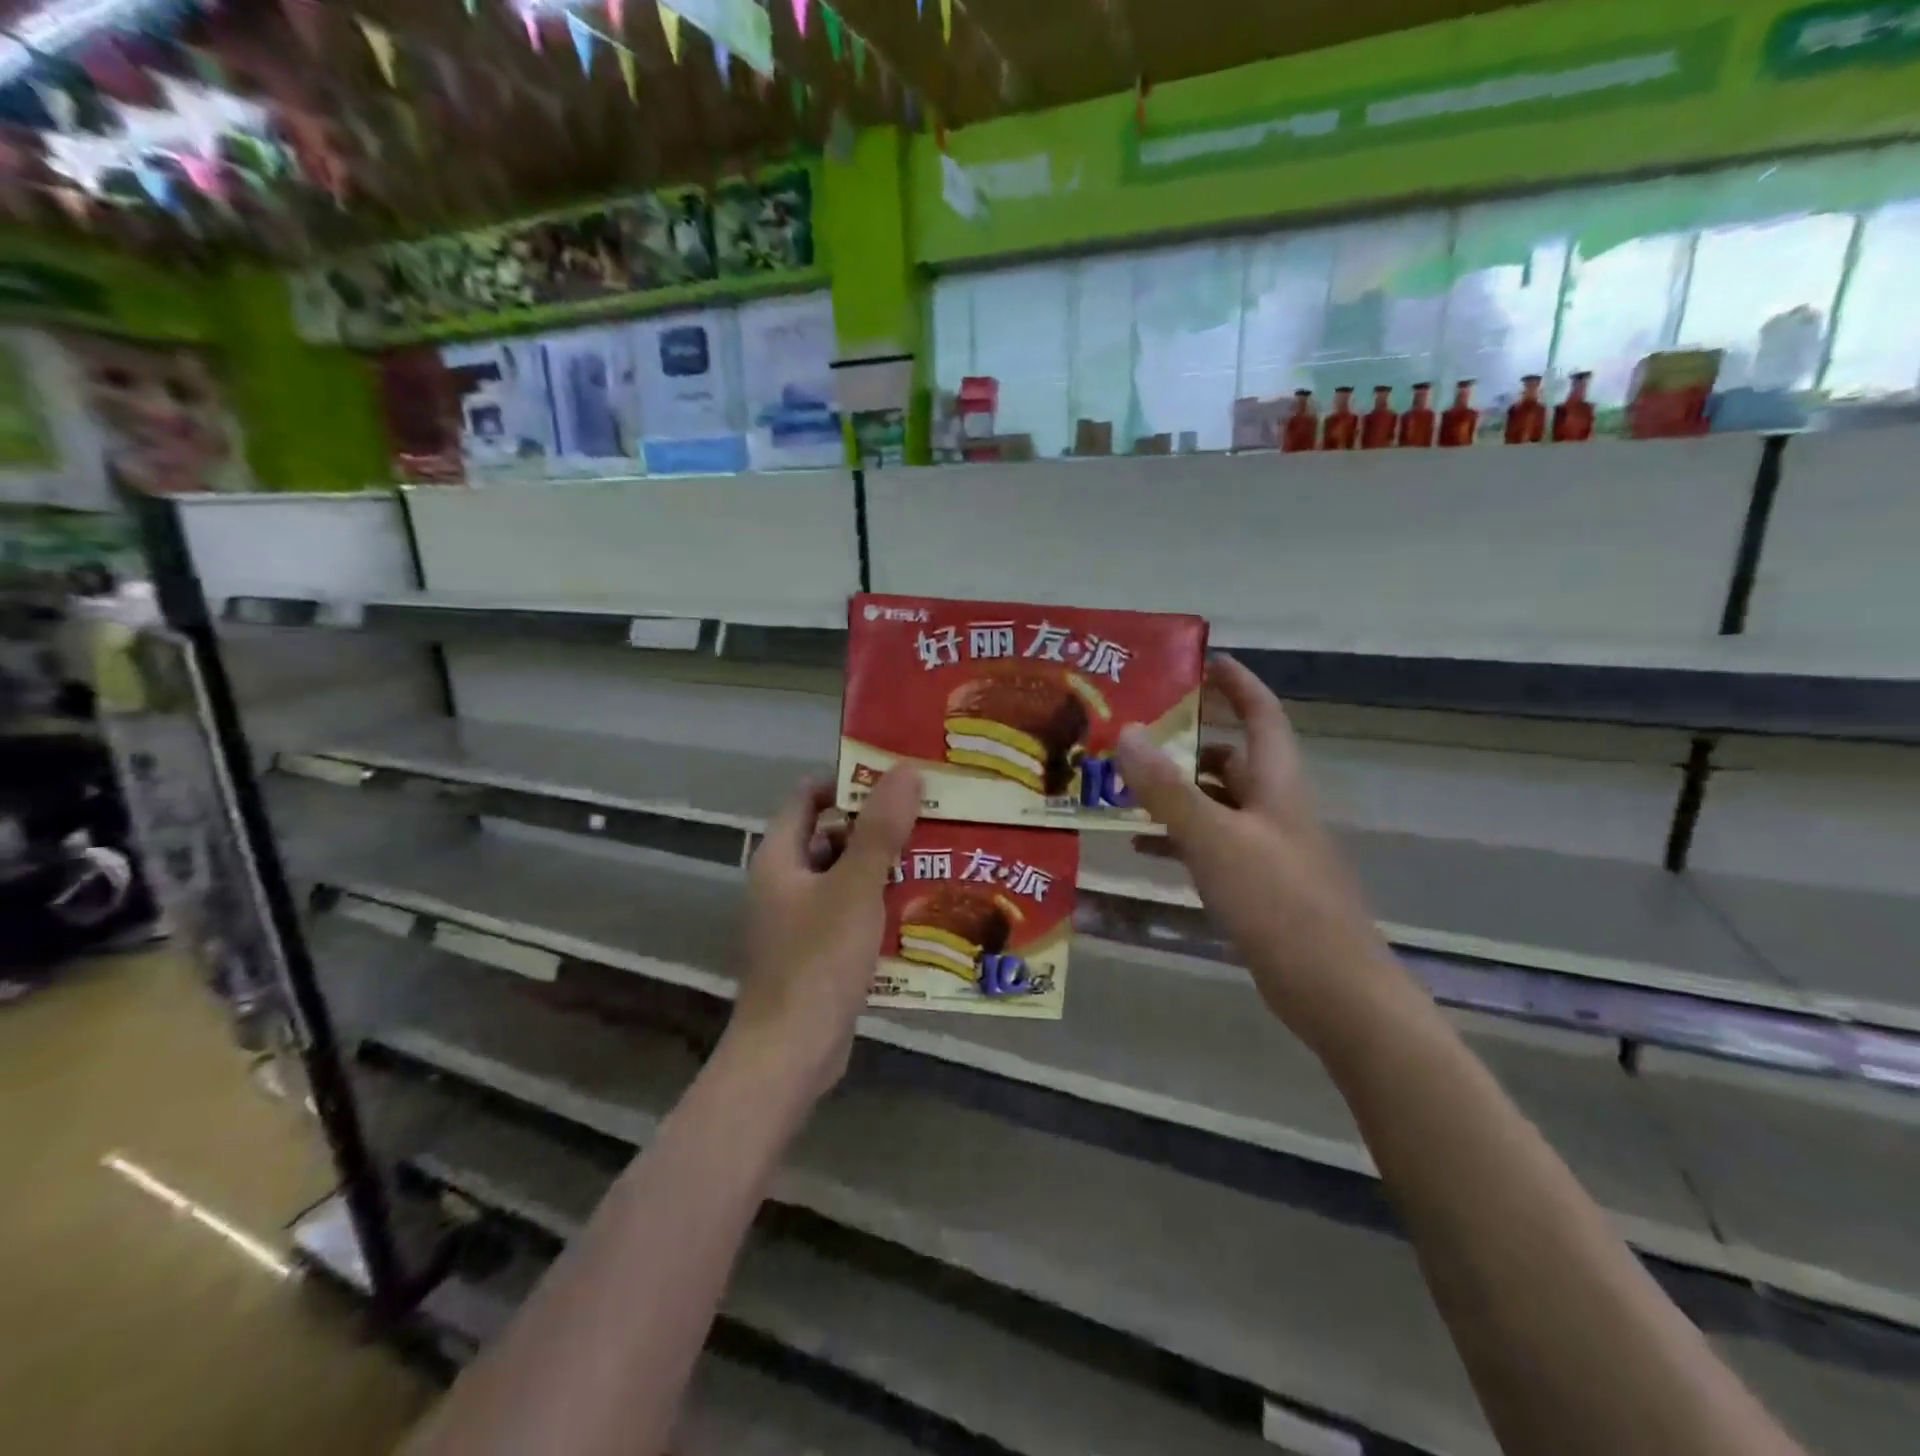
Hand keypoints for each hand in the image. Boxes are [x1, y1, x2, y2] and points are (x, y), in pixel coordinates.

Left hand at [726, 768, 920, 1101]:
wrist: (789, 1054)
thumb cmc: (817, 961)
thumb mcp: (855, 888)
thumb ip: (880, 830)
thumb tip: (904, 770)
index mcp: (780, 857)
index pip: (808, 796)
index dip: (847, 781)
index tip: (895, 778)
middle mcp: (783, 882)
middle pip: (829, 835)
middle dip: (875, 825)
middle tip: (928, 815)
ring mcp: (798, 920)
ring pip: (843, 877)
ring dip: (881, 866)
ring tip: (934, 855)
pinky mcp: (815, 953)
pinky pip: (849, 913)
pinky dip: (877, 904)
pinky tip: (918, 907)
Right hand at [1115, 656, 1399, 1042]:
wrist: (1332, 988)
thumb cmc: (1278, 901)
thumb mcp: (1214, 838)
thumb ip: (1167, 788)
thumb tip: (1125, 732)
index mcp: (1277, 783)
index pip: (1262, 714)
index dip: (1237, 683)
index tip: (1201, 663)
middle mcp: (1275, 807)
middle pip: (1232, 757)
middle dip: (1187, 742)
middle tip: (1135, 733)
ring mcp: (1267, 848)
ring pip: (1216, 803)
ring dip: (1176, 793)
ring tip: (1122, 787)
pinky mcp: (1258, 885)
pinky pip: (1211, 845)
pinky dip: (1178, 838)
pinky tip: (1141, 847)